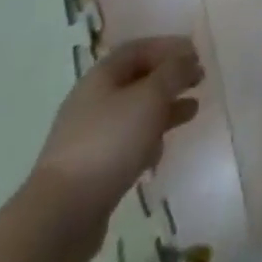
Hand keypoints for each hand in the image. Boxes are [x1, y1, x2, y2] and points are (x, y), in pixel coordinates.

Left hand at [28, 35, 203, 228]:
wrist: (62, 215)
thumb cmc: (110, 142)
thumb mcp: (150, 97)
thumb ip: (174, 72)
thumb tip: (187, 58)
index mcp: (102, 76)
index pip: (139, 48)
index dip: (169, 46)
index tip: (197, 54)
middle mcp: (93, 100)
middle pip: (137, 79)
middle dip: (170, 78)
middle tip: (199, 81)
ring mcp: (91, 136)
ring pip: (135, 112)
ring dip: (165, 108)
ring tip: (193, 111)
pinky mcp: (93, 168)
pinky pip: (127, 143)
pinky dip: (149, 139)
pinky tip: (161, 151)